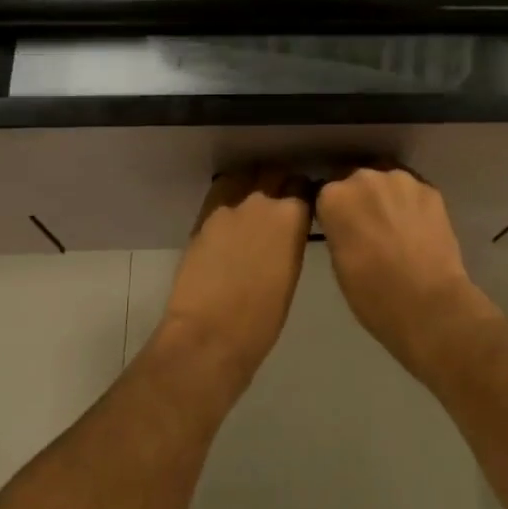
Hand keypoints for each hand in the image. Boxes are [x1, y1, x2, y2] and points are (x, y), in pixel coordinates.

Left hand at [156, 168, 309, 396]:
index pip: (303, 186)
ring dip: (252, 184)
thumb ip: (290, 241)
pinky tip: (229, 214)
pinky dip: (229, 197)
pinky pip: (221, 193)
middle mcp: (261, 201)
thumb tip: (286, 231)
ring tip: (252, 202)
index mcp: (291, 216)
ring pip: (245, 178)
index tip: (303, 202)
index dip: (303, 193)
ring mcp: (229, 206)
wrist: (210, 334)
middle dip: (279, 182)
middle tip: (279, 199)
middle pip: (274, 174)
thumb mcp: (291, 274)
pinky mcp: (203, 216)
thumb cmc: (262, 319)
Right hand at [316, 167, 500, 374]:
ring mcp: (400, 179)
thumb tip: (347, 225)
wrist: (429, 305)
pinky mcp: (430, 189)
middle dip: (361, 200)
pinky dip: (413, 205)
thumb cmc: (373, 295)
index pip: (326, 194)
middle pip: (357, 182)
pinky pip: (413, 192)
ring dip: (388, 198)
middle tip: (370, 229)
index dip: (335, 213)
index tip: (342, 229)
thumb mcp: (338, 263)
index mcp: (334, 197)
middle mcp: (364, 177)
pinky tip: (419, 230)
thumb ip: (338, 231)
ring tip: (398, 228)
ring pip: (387, 182)